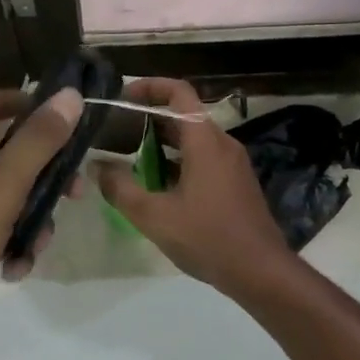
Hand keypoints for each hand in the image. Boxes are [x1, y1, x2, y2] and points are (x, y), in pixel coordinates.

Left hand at [0, 86, 83, 351]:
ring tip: (39, 245)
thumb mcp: (1, 184)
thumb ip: (38, 141)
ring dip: (28, 218)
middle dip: (40, 173)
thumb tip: (70, 95)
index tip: (52, 117)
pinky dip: (6, 245)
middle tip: (72, 192)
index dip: (14, 102)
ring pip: (0, 197)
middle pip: (1, 154)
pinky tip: (14, 269)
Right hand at [88, 78, 293, 293]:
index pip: (179, 93)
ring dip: (161, 144)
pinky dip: (177, 162)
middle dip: (148, 119)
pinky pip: (203, 159)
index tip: (122, 96)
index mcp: (205, 141)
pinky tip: (157, 186)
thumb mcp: (155, 216)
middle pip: (183, 116)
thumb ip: (120, 188)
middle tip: (115, 131)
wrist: (262, 273)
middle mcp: (222, 144)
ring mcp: (232, 164)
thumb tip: (97, 166)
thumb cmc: (209, 238)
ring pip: (192, 140)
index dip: (150, 86)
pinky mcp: (236, 184)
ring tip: (129, 158)